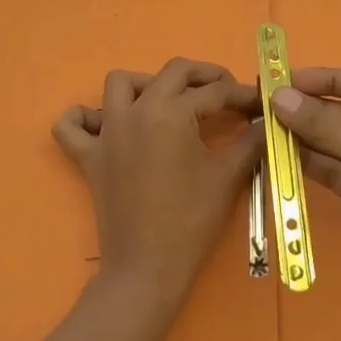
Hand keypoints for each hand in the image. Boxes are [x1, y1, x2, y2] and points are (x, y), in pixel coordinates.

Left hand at [53, 59, 262, 315]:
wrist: (147, 268)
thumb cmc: (191, 220)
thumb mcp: (228, 175)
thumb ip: (252, 140)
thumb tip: (268, 120)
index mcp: (171, 112)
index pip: (215, 92)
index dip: (244, 95)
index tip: (262, 103)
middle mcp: (135, 111)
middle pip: (173, 72)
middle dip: (205, 76)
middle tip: (228, 94)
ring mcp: (107, 133)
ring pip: (120, 84)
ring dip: (148, 84)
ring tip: (171, 103)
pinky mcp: (88, 157)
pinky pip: (72, 126)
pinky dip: (84, 118)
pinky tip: (105, 124)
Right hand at [270, 67, 340, 308]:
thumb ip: (323, 123)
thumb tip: (278, 97)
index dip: (329, 80)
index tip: (288, 79)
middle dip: (313, 110)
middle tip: (269, 105)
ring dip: (307, 137)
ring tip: (267, 128)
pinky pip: (338, 172)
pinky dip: (312, 163)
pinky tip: (281, 155)